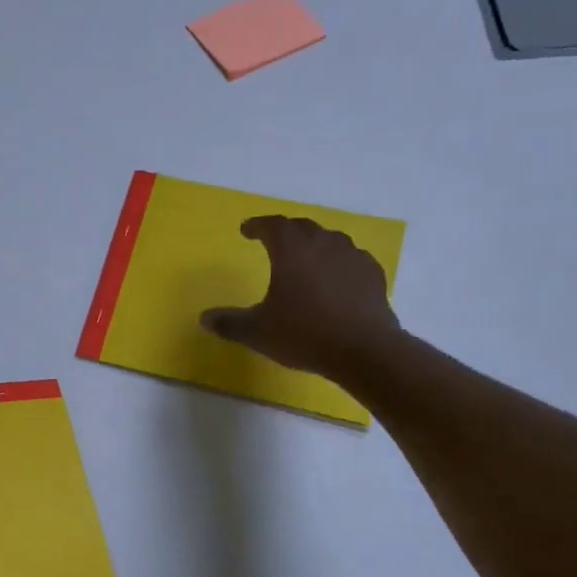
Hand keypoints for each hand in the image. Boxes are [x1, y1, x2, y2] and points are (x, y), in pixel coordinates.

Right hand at [200, 215, 401, 379]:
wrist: (363, 350)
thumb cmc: (304, 334)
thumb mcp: (257, 332)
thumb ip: (229, 322)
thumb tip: (204, 318)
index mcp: (292, 250)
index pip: (272, 226)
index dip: (257, 225)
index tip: (246, 229)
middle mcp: (323, 244)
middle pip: (302, 227)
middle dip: (285, 231)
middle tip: (273, 239)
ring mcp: (352, 257)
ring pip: (329, 240)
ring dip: (313, 244)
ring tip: (305, 258)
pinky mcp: (372, 274)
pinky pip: (350, 259)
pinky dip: (337, 262)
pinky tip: (334, 279)